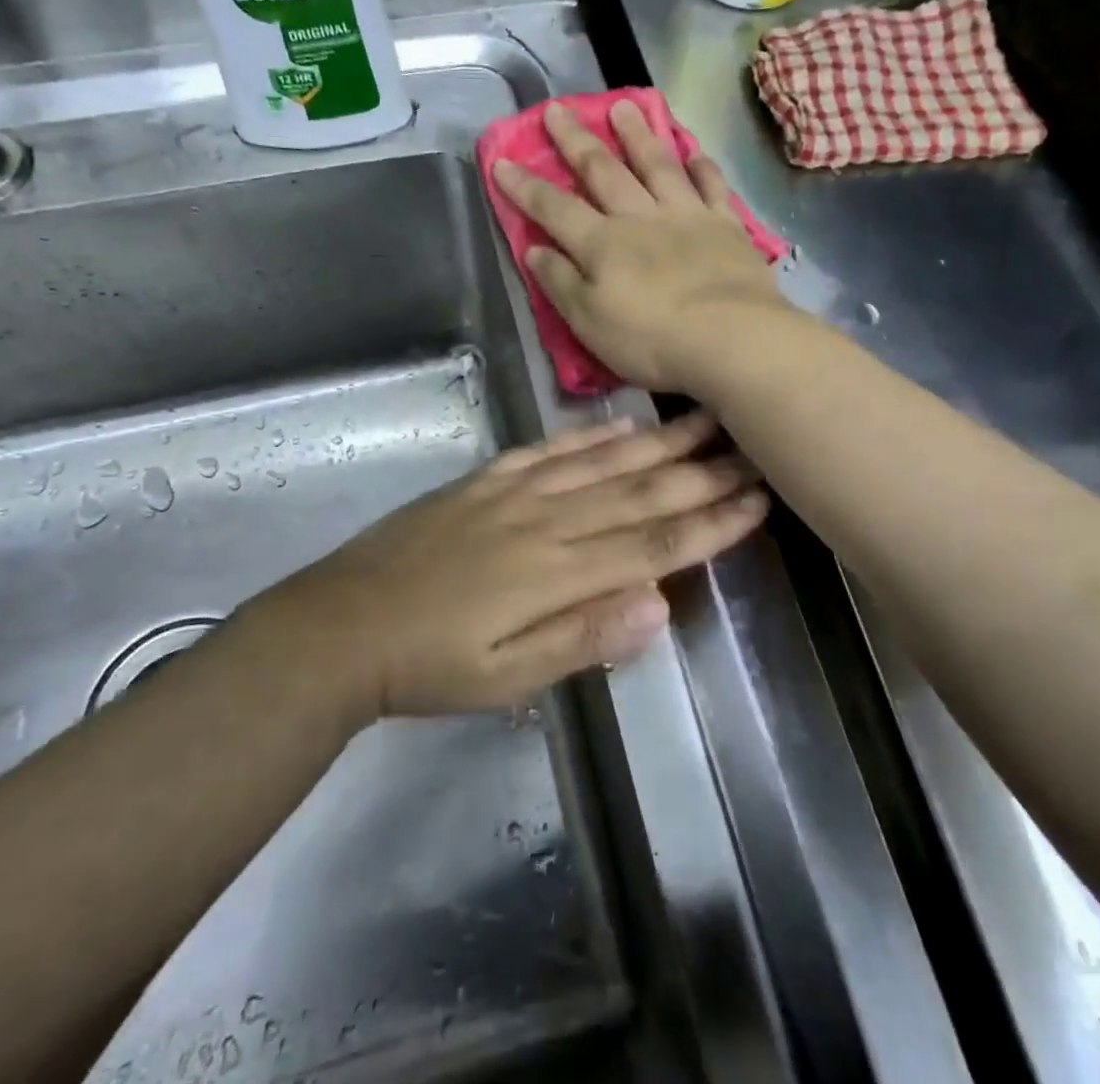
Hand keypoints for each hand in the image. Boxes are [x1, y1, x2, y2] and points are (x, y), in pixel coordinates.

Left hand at [265, 412, 767, 716]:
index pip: (653, 545)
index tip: (758, 502)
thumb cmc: (429, 666)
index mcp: (556, 574)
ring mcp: (512, 493)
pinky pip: (546, 450)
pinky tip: (620, 424)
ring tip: (703, 420)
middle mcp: (544, 521)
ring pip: (600, 462)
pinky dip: (587, 436)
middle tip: (752, 449)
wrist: (342, 625)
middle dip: (701, 473)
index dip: (709, 524)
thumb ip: (583, 638)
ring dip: (656, 442)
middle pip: (637, 493)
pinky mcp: (484, 481)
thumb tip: (659, 604)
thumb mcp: (507, 678)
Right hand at [493, 100, 790, 391]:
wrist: (732, 339)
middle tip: (558, 109)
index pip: (554, 209)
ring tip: (623, 106)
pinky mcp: (726, 226)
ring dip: (637, 135)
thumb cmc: (653, 340)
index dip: (525, 186)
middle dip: (575, 140)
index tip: (502, 161)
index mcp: (602, 244)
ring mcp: (687, 216)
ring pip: (657, 165)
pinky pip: (712, 186)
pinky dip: (701, 166)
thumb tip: (535, 250)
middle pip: (602, 171)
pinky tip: (693, 151)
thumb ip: (561, 283)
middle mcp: (640, 218)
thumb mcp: (589, 323)